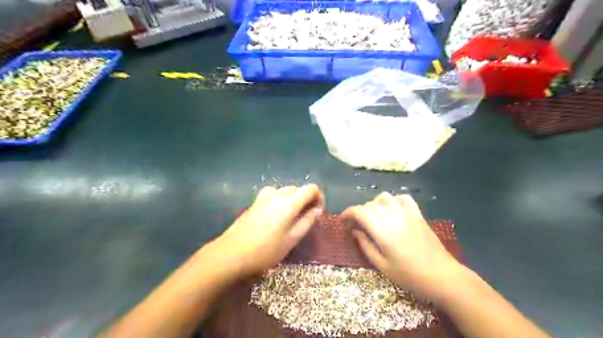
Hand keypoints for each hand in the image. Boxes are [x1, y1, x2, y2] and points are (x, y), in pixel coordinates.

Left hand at [213, 185, 324, 277]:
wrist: (232, 253)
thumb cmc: (266, 250)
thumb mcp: (292, 239)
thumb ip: (307, 222)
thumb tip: (317, 210)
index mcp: (289, 203)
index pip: (310, 188)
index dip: (319, 197)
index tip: (318, 212)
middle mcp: (277, 195)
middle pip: (298, 188)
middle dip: (306, 199)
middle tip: (307, 217)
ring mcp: (263, 197)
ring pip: (285, 190)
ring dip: (293, 199)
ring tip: (292, 216)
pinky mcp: (254, 203)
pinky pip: (272, 193)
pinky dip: (279, 199)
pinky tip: (275, 213)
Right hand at [344, 191, 461, 299]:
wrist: (442, 276)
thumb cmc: (410, 276)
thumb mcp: (382, 266)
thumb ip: (365, 245)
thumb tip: (354, 231)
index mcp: (382, 231)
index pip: (360, 212)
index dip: (348, 213)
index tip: (343, 221)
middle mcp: (393, 217)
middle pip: (370, 204)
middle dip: (359, 212)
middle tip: (356, 225)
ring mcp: (407, 214)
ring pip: (385, 197)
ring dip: (374, 204)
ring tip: (374, 217)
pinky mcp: (418, 214)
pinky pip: (404, 198)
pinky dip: (394, 200)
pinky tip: (393, 210)